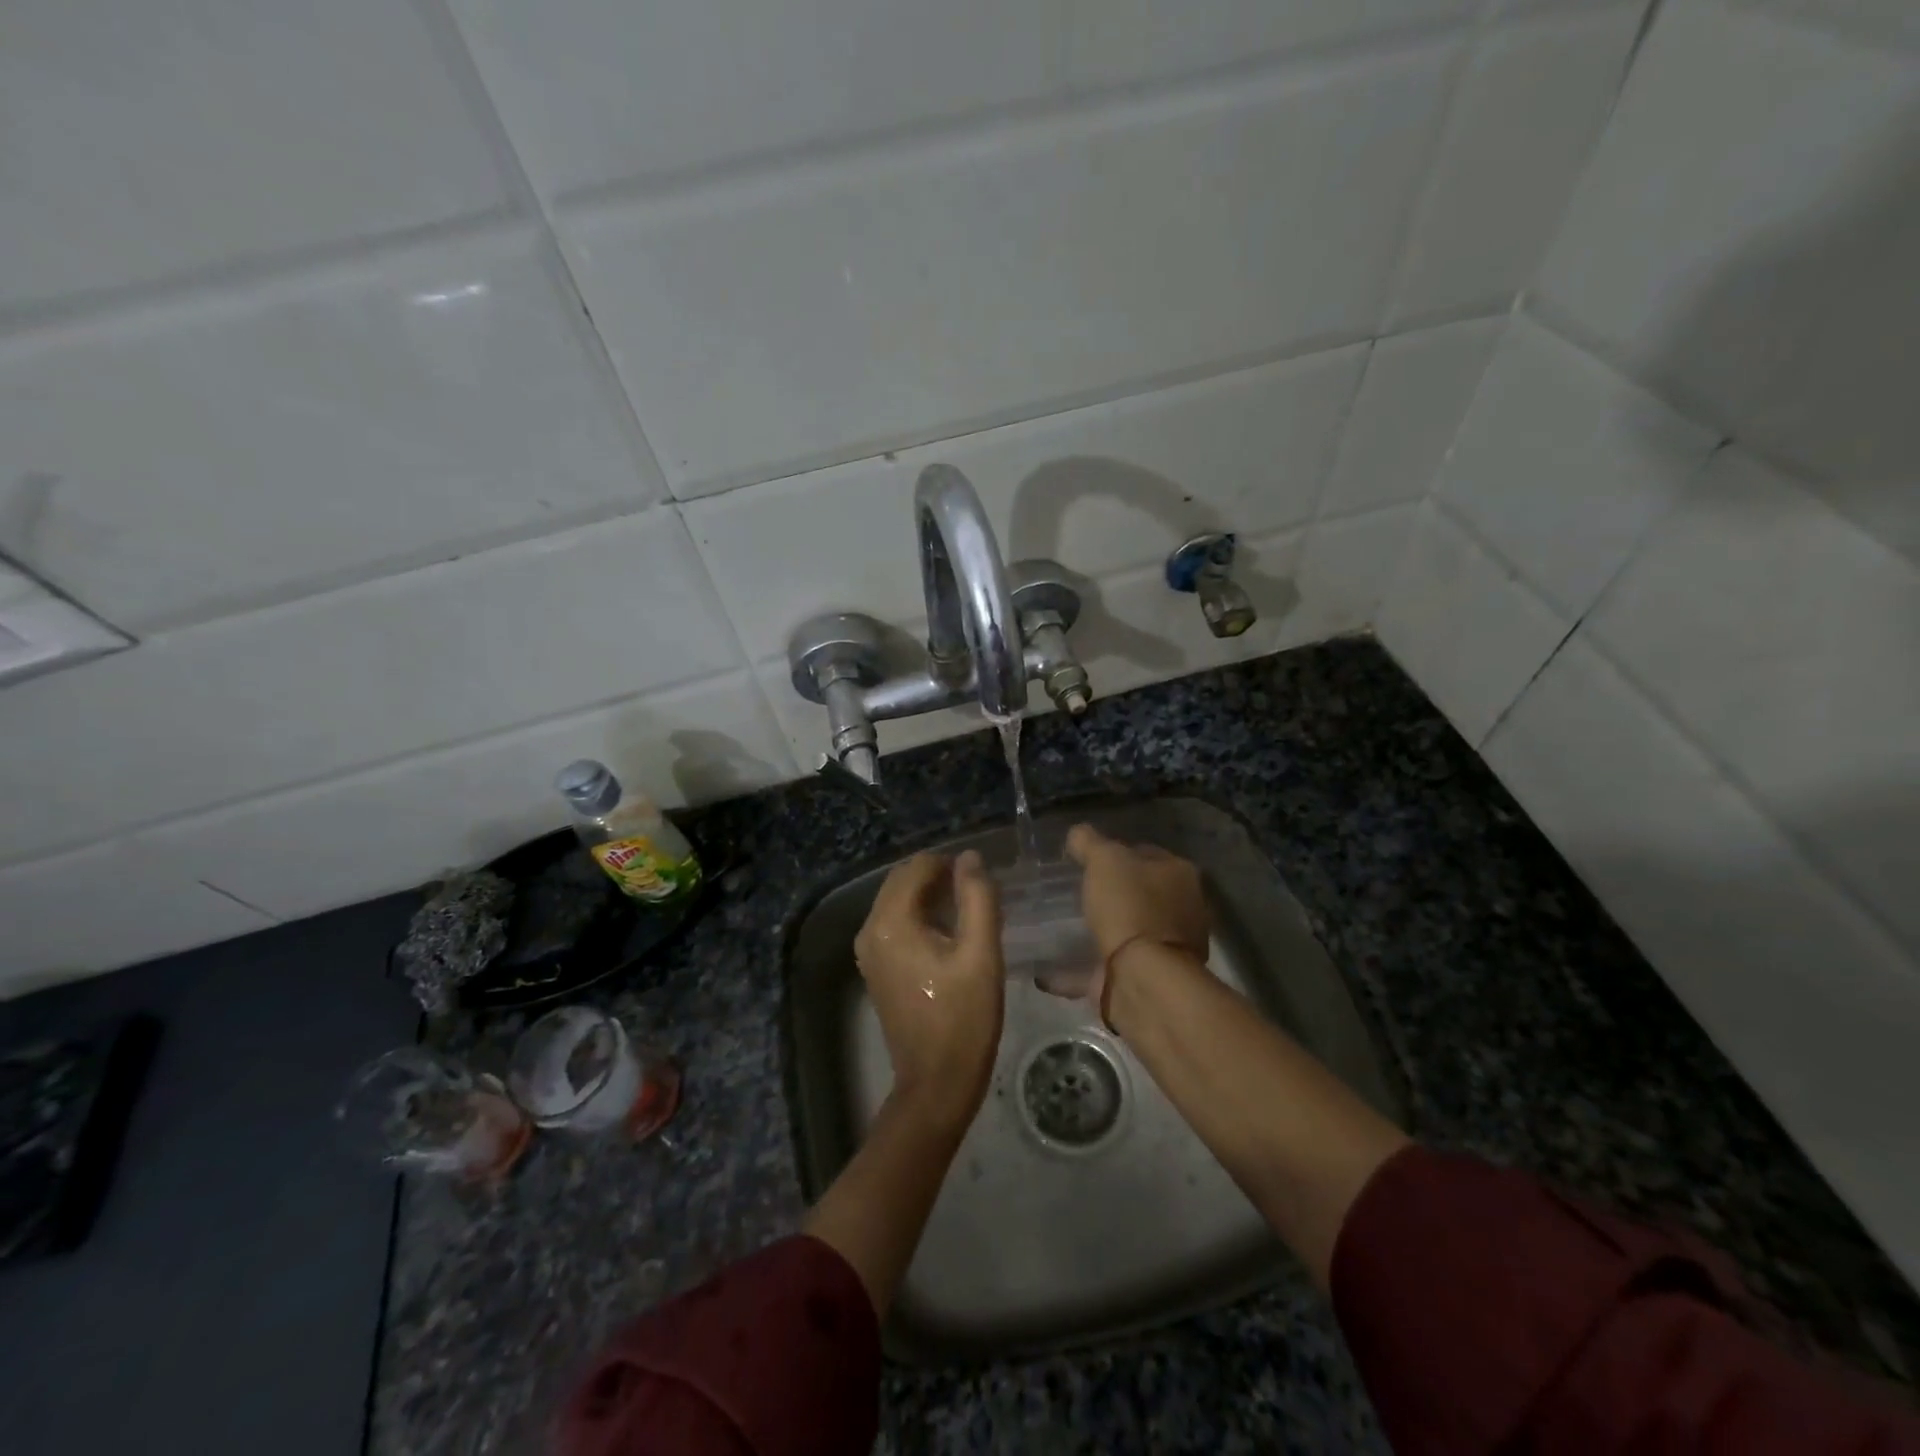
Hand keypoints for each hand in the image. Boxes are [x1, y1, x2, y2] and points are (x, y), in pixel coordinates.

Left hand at [854, 851, 1004, 1126]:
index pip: (917, 867)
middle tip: (978, 891)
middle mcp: (870, 930)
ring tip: (969, 909)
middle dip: (939, 876)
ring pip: (898, 902)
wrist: (936, 1082)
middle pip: (902, 881)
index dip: (950, 863)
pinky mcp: (876, 968)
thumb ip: (978, 898)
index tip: (981, 878)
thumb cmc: (964, 1017)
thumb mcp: (981, 953)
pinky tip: (949, 933)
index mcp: (890, 922)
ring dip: (930, 896)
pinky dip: (920, 917)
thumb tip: (970, 858)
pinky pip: (895, 924)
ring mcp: (868, 951)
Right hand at [1038, 825, 1210, 1004]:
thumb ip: (1089, 842)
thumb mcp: (1104, 859)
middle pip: (1142, 892)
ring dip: (1105, 930)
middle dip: (1114, 893)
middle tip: (1078, 891)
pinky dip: (1085, 966)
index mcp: (1180, 874)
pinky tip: (1054, 968)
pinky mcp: (1150, 978)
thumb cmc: (1130, 906)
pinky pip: (1110, 966)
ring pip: (1131, 929)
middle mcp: (1184, 908)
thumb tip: (1078, 833)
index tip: (1088, 860)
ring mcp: (1169, 946)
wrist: (1143, 976)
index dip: (1117, 853)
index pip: (1146, 853)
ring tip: (1067, 928)